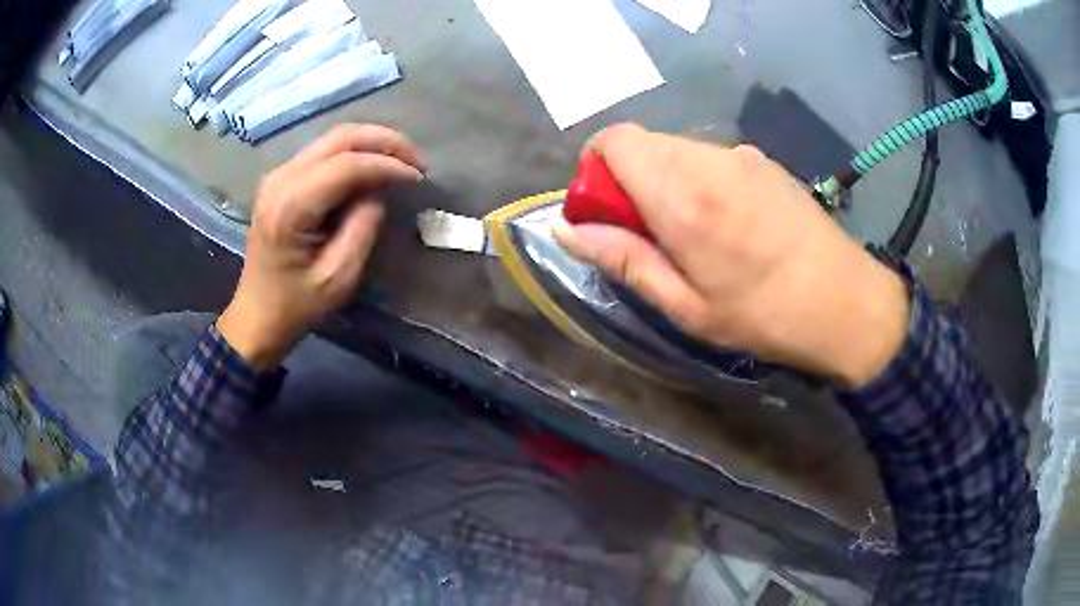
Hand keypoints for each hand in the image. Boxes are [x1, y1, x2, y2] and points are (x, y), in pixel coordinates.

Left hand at [217, 124, 424, 368]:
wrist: (256, 315)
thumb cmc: (296, 305)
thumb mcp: (339, 277)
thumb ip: (363, 227)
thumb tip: (379, 191)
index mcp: (290, 207)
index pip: (346, 165)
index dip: (387, 164)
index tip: (418, 177)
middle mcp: (281, 179)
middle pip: (341, 137)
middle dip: (384, 141)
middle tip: (416, 160)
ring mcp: (279, 175)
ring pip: (334, 138)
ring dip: (372, 143)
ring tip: (402, 161)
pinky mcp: (282, 179)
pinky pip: (325, 151)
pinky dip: (355, 153)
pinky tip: (374, 167)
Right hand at [553, 124, 908, 387]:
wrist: (846, 302)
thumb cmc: (763, 315)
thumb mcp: (685, 305)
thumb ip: (623, 259)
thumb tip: (566, 229)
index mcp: (682, 195)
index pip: (614, 140)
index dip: (595, 168)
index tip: (605, 212)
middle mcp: (708, 160)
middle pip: (643, 144)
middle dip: (628, 179)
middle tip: (649, 235)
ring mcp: (741, 155)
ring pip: (676, 150)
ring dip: (665, 180)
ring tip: (693, 235)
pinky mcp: (763, 161)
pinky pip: (710, 158)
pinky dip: (697, 179)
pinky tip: (727, 224)